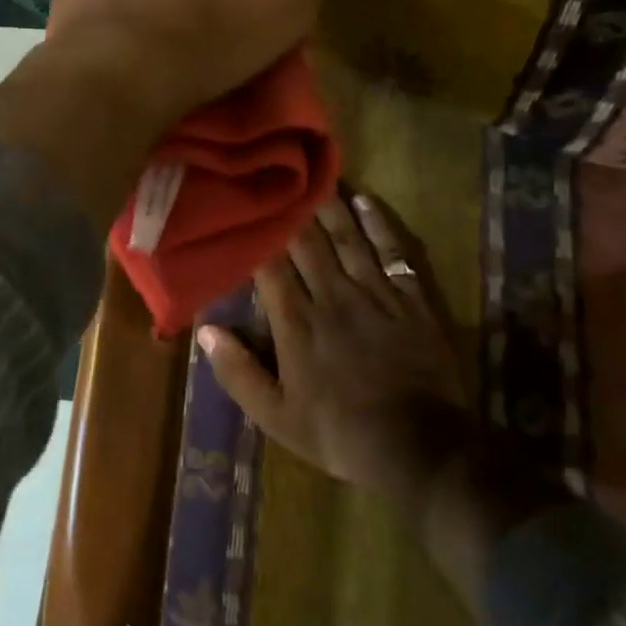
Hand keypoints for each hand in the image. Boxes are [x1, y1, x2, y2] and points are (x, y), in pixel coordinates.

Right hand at [199, 194, 472, 510]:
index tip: (243, 208)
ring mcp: (375, 294)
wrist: (419, 448)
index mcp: (296, 323)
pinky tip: (367, 202)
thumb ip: (238, 372)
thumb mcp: (276, 416)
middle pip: (308, 243)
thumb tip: (205, 329)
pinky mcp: (411, 300)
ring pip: (347, 239)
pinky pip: (393, 252)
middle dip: (291, 210)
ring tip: (316, 177)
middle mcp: (332, 297)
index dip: (257, 236)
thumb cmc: (339, 433)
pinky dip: (380, 225)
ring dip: (331, 207)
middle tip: (278, 177)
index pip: (270, 267)